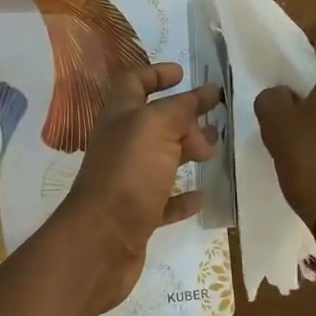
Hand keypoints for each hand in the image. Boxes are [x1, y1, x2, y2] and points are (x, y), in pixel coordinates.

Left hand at [52, 63, 220, 315]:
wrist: (102, 241)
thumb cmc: (128, 173)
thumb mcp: (156, 127)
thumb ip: (182, 107)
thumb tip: (206, 91)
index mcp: (120, 116)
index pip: (133, 83)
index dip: (155, 74)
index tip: (183, 73)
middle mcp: (121, 144)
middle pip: (152, 121)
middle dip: (182, 117)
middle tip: (212, 121)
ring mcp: (128, 180)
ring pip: (160, 158)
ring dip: (186, 151)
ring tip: (213, 151)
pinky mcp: (137, 214)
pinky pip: (163, 199)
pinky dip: (182, 196)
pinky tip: (201, 196)